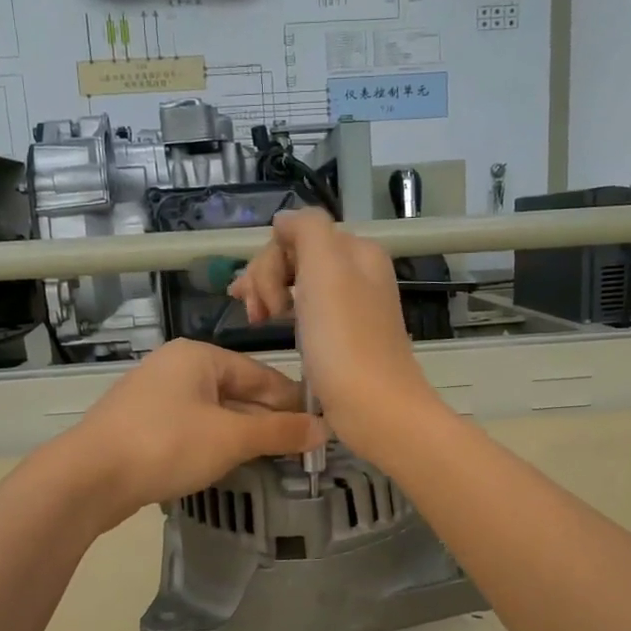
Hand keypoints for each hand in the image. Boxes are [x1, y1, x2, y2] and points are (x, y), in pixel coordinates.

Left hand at [59, 339, 326, 527]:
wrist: (88, 478)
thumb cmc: (167, 445)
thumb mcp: (231, 438)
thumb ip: (279, 433)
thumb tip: (324, 430)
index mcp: (199, 356)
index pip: (261, 375)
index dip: (292, 403)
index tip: (320, 428)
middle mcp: (176, 368)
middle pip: (237, 393)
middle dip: (268, 421)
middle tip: (301, 451)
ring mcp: (155, 397)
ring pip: (215, 413)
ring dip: (243, 436)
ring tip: (274, 461)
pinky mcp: (142, 426)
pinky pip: (192, 429)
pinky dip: (215, 444)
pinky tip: (230, 465)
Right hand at [229, 209, 443, 459]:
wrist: (375, 409)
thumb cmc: (345, 341)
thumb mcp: (326, 268)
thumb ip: (307, 229)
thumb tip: (284, 222)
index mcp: (356, 252)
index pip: (296, 235)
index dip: (269, 262)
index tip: (262, 299)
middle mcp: (357, 274)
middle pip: (295, 258)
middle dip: (266, 279)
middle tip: (256, 316)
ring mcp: (350, 308)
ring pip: (297, 285)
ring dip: (269, 296)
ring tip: (256, 323)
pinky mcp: (342, 340)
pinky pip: (305, 313)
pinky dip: (284, 315)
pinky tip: (273, 329)